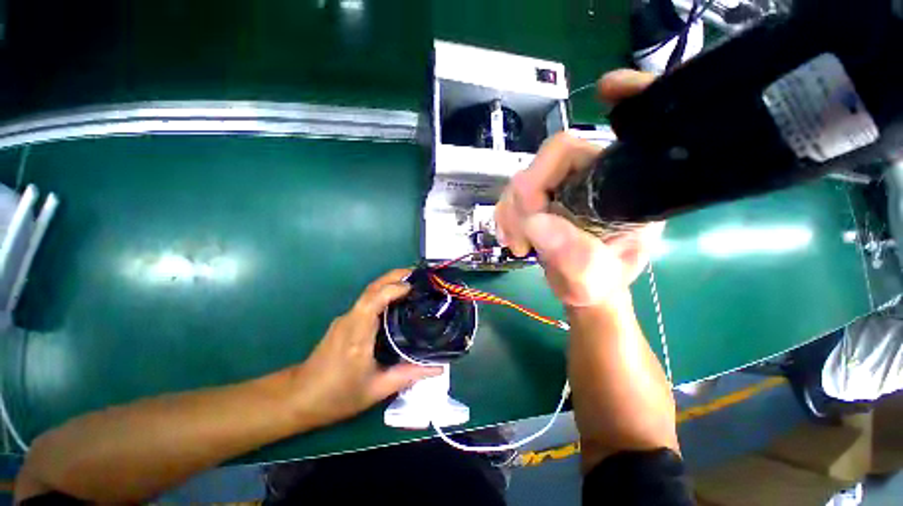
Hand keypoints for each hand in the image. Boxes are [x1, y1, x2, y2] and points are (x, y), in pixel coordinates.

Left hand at [294, 269, 442, 426]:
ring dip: (390, 283)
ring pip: (369, 293)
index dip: (394, 288)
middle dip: (394, 276)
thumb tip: (438, 368)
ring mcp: (345, 318)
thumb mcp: (376, 389)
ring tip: (413, 284)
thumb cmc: (337, 396)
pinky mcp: (345, 321)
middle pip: (372, 288)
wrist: (299, 397)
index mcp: (358, 335)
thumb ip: (408, 375)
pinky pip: (367, 301)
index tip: (414, 286)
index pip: (374, 300)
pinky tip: (397, 301)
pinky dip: (383, 293)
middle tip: (417, 274)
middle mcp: (350, 320)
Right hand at [495, 69, 663, 307]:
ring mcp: (565, 182)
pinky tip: (513, 236)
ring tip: (519, 243)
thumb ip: (574, 258)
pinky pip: (514, 191)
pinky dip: (506, 213)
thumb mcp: (592, 281)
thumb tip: (537, 223)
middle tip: (523, 235)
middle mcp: (596, 176)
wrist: (578, 288)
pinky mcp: (542, 193)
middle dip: (528, 193)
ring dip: (512, 210)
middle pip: (555, 155)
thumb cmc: (597, 284)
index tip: (608, 89)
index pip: (631, 134)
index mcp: (628, 190)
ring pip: (527, 174)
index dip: (629, 99)